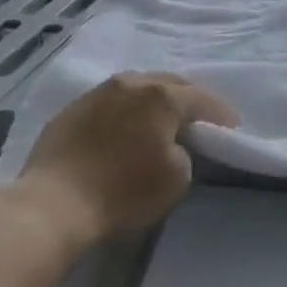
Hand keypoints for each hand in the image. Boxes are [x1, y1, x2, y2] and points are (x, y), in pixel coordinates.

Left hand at [10, 72, 239, 249]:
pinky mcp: (72, 109)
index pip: (201, 99)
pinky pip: (111, 102)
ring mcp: (98, 93)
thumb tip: (173, 143)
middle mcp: (131, 83)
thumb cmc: (123, 192)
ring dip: (155, 99)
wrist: (53, 203)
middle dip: (189, 98)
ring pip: (137, 87)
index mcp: (161, 96)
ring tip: (163, 116)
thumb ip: (185, 152)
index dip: (221, 113)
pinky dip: (127, 110)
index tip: (234, 126)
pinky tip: (127, 126)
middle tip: (201, 116)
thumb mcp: (176, 179)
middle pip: (168, 83)